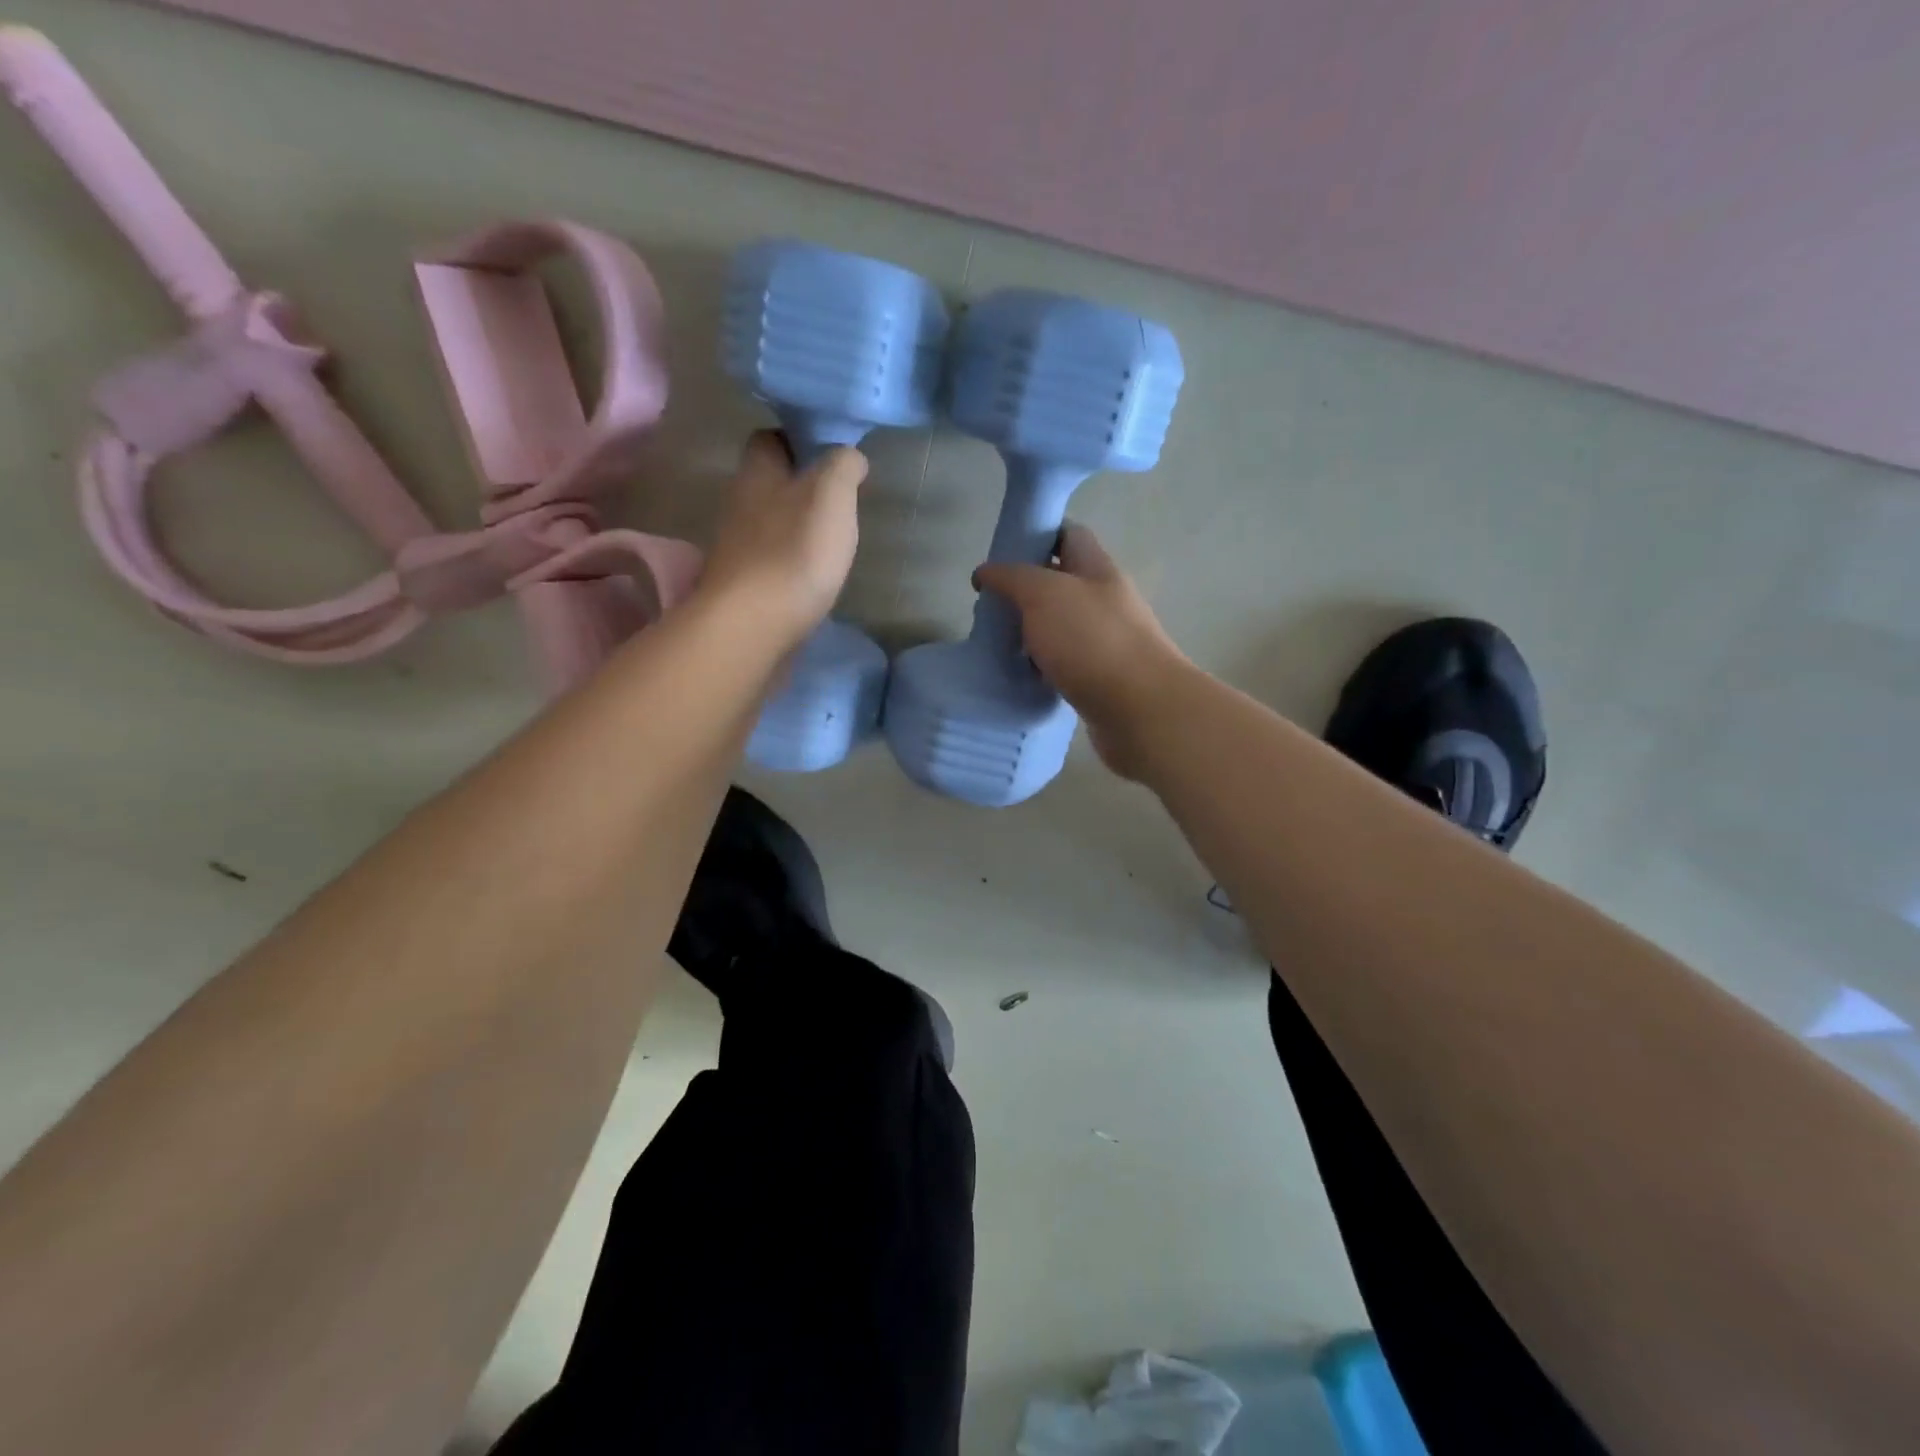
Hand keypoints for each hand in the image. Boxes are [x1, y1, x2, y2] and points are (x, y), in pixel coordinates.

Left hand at [699, 432, 866, 648]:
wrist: (753, 627)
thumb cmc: (794, 552)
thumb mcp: (831, 495)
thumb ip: (842, 467)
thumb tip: (848, 456)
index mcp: (756, 474)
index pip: (768, 438)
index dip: (797, 438)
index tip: (830, 453)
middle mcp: (738, 505)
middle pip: (768, 483)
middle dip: (799, 486)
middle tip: (838, 498)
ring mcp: (737, 549)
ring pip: (769, 523)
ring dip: (795, 526)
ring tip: (831, 538)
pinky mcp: (744, 587)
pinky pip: (770, 561)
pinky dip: (791, 561)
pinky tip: (814, 575)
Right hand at [974, 523, 1190, 779]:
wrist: (1140, 710)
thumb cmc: (1091, 640)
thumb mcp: (1043, 594)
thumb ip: (1011, 577)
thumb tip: (985, 572)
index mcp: (1097, 569)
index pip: (1069, 535)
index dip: (1036, 536)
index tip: (1002, 554)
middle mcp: (1105, 600)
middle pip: (1061, 583)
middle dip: (1024, 592)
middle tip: (990, 606)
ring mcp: (1105, 641)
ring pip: (1060, 627)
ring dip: (1031, 633)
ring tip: (997, 644)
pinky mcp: (1101, 679)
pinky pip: (1064, 664)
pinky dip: (1041, 667)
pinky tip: (1020, 676)